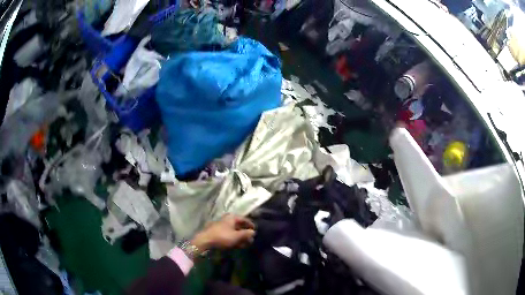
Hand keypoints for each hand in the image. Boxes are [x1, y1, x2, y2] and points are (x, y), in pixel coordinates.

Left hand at [190, 214, 255, 254]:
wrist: (205, 241)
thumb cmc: (223, 236)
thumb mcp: (237, 236)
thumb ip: (246, 234)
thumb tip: (253, 232)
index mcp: (232, 217)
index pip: (244, 219)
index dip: (250, 224)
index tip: (255, 230)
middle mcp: (227, 220)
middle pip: (239, 225)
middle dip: (245, 232)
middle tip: (251, 239)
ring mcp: (222, 226)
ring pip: (234, 231)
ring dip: (240, 237)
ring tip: (246, 244)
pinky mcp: (218, 233)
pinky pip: (229, 235)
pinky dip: (234, 239)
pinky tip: (238, 245)